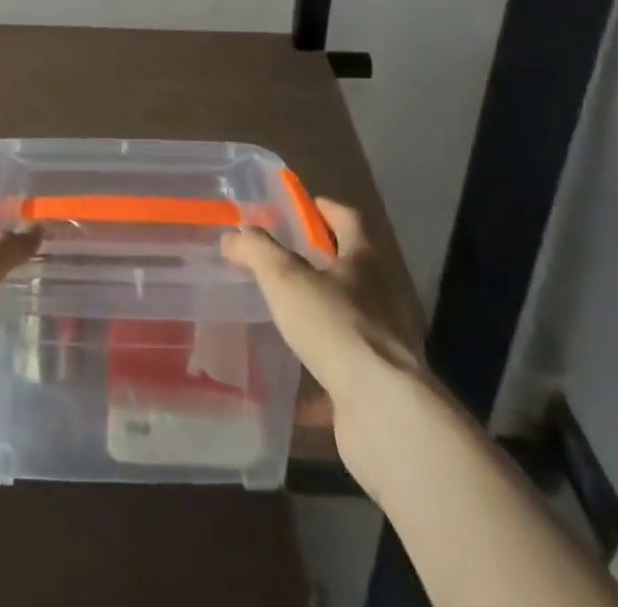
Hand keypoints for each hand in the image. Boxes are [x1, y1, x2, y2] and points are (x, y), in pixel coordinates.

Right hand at [221, 198, 427, 492]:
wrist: (384, 412)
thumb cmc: (336, 326)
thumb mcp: (285, 277)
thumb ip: (257, 250)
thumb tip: (233, 236)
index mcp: (365, 261)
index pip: (349, 221)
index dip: (326, 209)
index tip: (304, 206)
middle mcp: (381, 297)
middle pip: (352, 268)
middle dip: (321, 262)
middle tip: (282, 260)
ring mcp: (382, 344)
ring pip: (347, 319)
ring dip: (321, 314)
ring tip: (283, 315)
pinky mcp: (377, 386)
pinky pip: (342, 370)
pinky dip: (318, 372)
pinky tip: (290, 380)